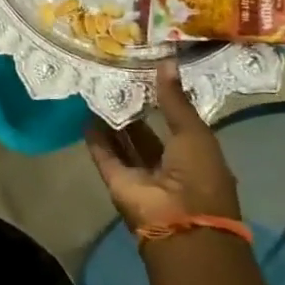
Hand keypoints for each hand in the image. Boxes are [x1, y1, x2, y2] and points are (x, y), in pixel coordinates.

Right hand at [85, 59, 239, 231]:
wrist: (181, 224)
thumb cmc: (199, 177)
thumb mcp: (193, 133)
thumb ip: (175, 100)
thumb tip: (167, 61)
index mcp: (194, 155)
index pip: (176, 122)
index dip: (162, 99)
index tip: (145, 72)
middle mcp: (167, 164)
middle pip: (146, 132)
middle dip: (134, 108)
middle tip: (115, 77)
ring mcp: (140, 174)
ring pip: (123, 142)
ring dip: (111, 121)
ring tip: (97, 90)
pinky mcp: (116, 180)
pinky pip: (104, 155)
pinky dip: (95, 138)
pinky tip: (85, 115)